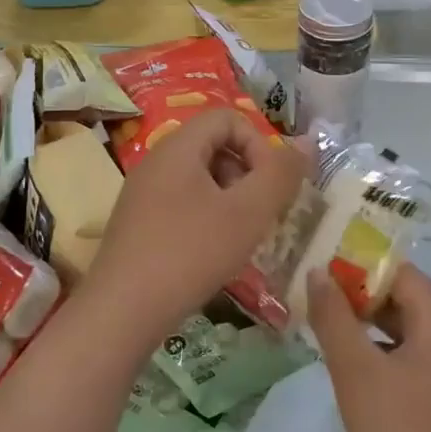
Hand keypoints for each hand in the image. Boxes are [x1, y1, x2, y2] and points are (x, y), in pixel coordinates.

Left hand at [85, 109, 307, 348]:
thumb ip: (280, 174)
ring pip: (200, 178)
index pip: (228, 118)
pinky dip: (207, 218)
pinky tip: (214, 253)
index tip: (270, 185)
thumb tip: (308, 141)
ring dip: (230, 199)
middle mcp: (156, 161)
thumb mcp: (247, 213)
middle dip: (247, 174)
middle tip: (260, 213)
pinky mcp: (138, 223)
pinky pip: (182, 203)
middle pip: (214, 146)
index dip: (259, 144)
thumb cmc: (190, 253)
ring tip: (241, 237)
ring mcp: (143, 193)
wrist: (122, 313)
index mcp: (178, 147)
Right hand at [306, 266, 430, 431]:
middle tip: (317, 296)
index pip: (402, 274)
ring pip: (409, 332)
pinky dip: (383, 353)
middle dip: (362, 296)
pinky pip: (414, 360)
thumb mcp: (355, 369)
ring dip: (370, 325)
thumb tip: (318, 272)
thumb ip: (333, 316)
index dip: (362, 267)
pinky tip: (352, 367)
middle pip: (408, 300)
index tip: (323, 269)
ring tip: (326, 326)